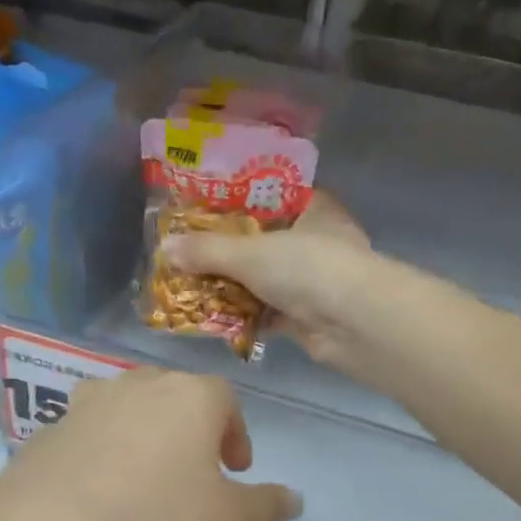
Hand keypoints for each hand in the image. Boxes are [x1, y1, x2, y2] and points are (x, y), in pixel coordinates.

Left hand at [0, 369, 300, 520]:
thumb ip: (266, 507)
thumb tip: (294, 499)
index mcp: (189, 397)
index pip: (225, 399)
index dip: (236, 433)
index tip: (235, 470)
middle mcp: (136, 387)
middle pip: (173, 397)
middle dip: (190, 430)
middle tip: (194, 472)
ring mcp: (85, 406)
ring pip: (125, 411)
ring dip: (141, 437)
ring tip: (143, 481)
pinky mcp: (46, 433)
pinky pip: (85, 437)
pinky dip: (99, 456)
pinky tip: (97, 498)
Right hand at [163, 192, 377, 365]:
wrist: (354, 324)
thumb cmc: (308, 268)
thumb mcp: (250, 253)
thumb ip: (207, 251)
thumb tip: (165, 248)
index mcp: (313, 209)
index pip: (271, 197)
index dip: (236, 203)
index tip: (202, 210)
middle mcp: (316, 241)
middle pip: (263, 242)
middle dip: (227, 252)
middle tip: (188, 253)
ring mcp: (314, 281)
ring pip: (264, 279)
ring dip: (233, 286)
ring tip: (191, 285)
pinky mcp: (309, 316)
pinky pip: (268, 312)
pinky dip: (245, 315)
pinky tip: (214, 317)